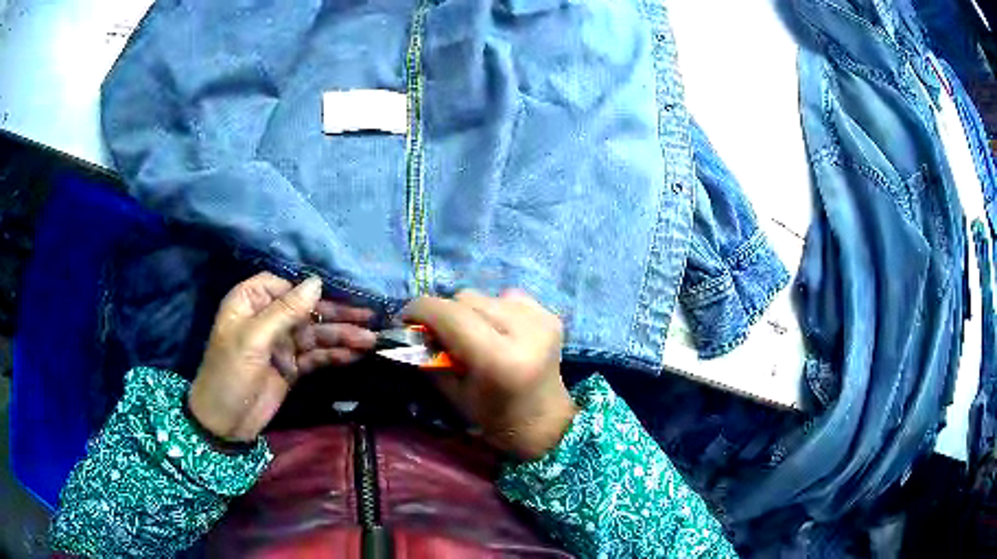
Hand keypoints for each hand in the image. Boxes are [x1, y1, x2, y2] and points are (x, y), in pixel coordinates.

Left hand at [188, 273, 375, 442]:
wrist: (225, 423)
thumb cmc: (229, 374)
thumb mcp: (253, 339)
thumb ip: (285, 311)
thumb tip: (317, 282)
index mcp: (250, 302)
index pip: (284, 285)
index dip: (309, 289)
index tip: (337, 295)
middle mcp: (268, 318)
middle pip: (306, 310)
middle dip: (336, 314)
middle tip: (369, 316)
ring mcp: (281, 344)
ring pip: (315, 334)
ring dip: (341, 337)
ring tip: (371, 340)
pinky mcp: (292, 367)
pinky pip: (316, 356)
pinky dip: (335, 355)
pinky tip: (356, 354)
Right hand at [402, 289, 576, 460]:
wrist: (545, 422)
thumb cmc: (495, 419)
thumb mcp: (453, 394)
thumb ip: (431, 357)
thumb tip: (412, 328)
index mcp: (498, 359)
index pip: (450, 314)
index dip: (421, 310)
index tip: (406, 319)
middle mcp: (524, 331)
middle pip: (466, 298)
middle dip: (445, 313)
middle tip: (439, 334)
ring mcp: (541, 319)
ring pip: (485, 295)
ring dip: (470, 312)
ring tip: (473, 336)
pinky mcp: (549, 315)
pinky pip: (507, 298)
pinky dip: (495, 310)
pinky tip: (499, 333)